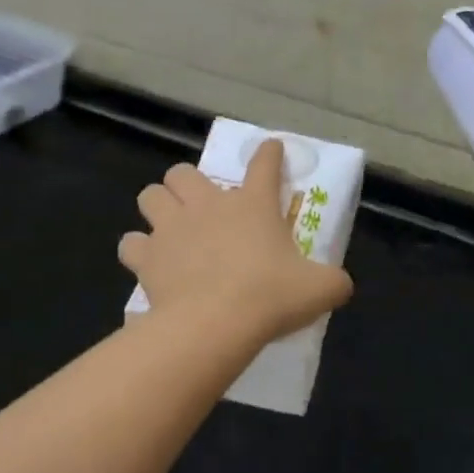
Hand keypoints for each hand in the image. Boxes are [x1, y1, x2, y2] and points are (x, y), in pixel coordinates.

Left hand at [121, 139, 353, 342]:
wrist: (215, 323)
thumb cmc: (270, 297)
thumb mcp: (320, 289)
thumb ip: (334, 281)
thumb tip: (342, 284)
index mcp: (253, 204)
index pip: (264, 164)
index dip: (269, 154)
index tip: (271, 149)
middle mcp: (208, 205)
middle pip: (183, 172)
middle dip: (188, 183)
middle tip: (200, 205)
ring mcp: (172, 227)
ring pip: (150, 195)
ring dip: (159, 206)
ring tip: (170, 227)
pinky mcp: (147, 256)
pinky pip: (131, 243)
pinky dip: (139, 250)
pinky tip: (150, 262)